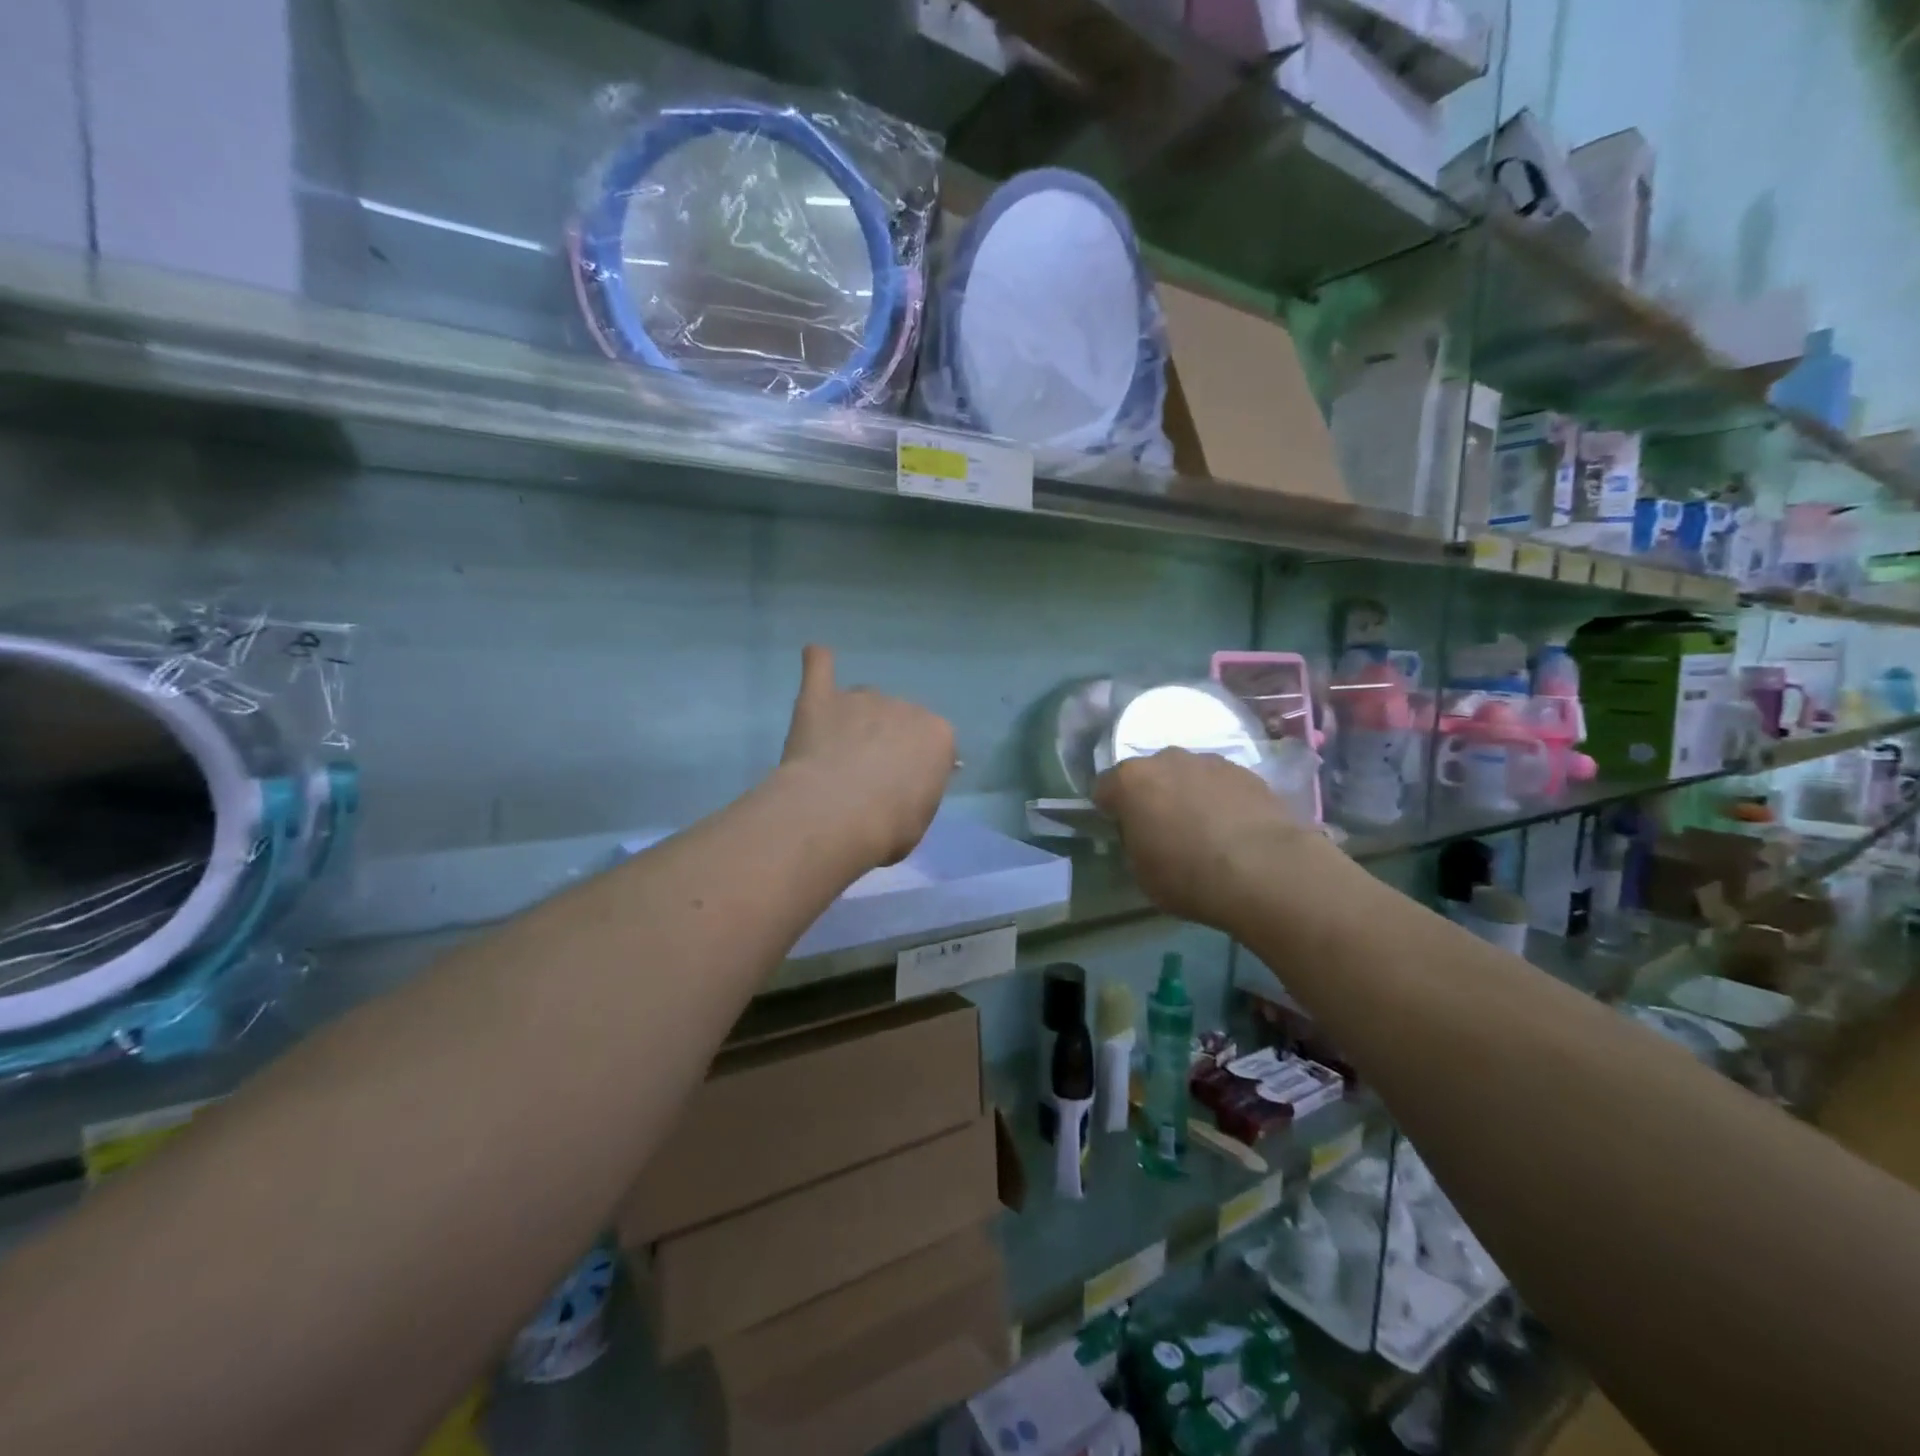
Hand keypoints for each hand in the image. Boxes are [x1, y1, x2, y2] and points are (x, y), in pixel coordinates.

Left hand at [780, 645, 955, 866]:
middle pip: (896, 719)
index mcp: (938, 735)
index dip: (915, 768)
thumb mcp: (920, 818)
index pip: (933, 745)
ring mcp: (862, 698)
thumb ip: (916, 792)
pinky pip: (820, 668)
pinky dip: (818, 662)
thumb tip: (905, 787)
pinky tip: (816, 655)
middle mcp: (905, 707)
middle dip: (884, 742)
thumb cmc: (888, 827)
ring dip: (852, 722)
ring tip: (834, 757)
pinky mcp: (821, 698)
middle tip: (864, 778)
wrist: (836, 815)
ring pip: (861, 702)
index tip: (900, 791)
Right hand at [1093, 749, 1327, 929]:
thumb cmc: (1188, 875)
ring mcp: (1209, 761)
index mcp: (1130, 781)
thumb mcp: (1141, 872)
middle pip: (1148, 775)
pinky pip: (1220, 783)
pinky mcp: (1247, 771)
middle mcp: (1166, 759)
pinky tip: (1233, 829)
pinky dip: (1220, 799)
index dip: (1109, 811)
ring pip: (1187, 775)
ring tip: (1204, 830)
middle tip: (1163, 830)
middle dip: (1151, 796)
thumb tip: (1142, 835)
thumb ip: (1133, 843)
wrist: (1265, 870)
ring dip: (1187, 794)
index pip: (1104, 789)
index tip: (1122, 833)